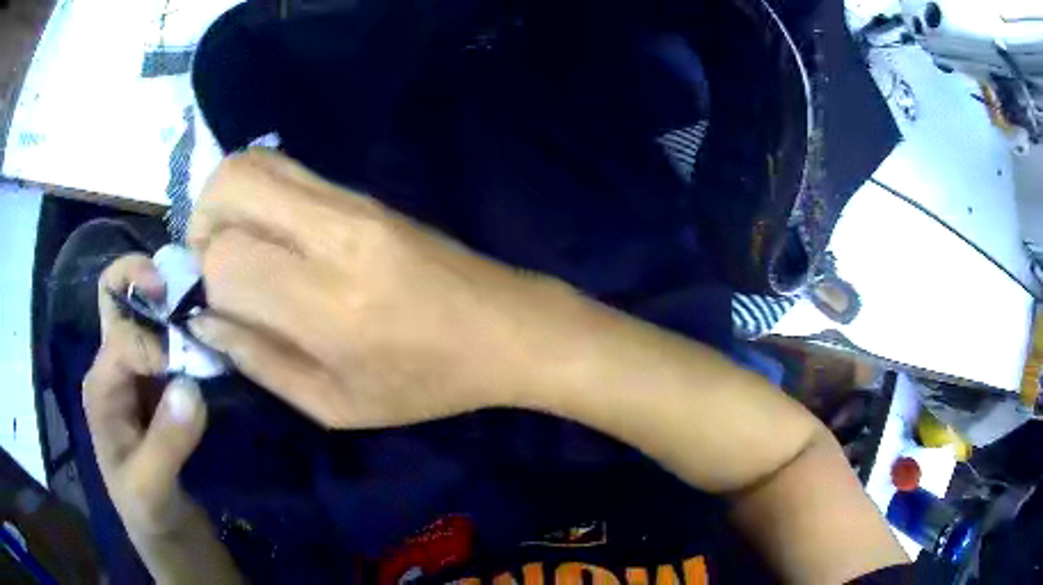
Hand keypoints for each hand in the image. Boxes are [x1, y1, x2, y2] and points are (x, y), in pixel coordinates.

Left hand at [84, 255, 206, 536]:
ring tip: (205, 308)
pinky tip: (207, 335)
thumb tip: (190, 387)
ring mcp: (133, 367)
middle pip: (115, 292)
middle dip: (146, 276)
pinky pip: (165, 332)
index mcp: (101, 385)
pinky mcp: (155, 377)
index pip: (126, 337)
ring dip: (171, 297)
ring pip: (142, 305)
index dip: (159, 345)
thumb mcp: (152, 491)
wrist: (161, 529)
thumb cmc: (147, 510)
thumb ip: (166, 444)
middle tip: (187, 288)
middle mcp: (112, 363)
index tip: (197, 370)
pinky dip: (184, 321)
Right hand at [187, 149, 572, 428]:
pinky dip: (256, 194)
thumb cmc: (427, 382)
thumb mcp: (337, 404)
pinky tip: (270, 238)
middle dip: (202, 222)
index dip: (207, 284)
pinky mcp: (364, 192)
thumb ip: (260, 362)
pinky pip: (288, 169)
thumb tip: (205, 320)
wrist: (504, 327)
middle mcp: (333, 233)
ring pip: (255, 162)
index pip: (225, 258)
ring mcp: (352, 202)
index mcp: (327, 303)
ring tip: (236, 250)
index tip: (218, 308)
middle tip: (213, 266)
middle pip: (231, 181)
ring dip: (225, 203)